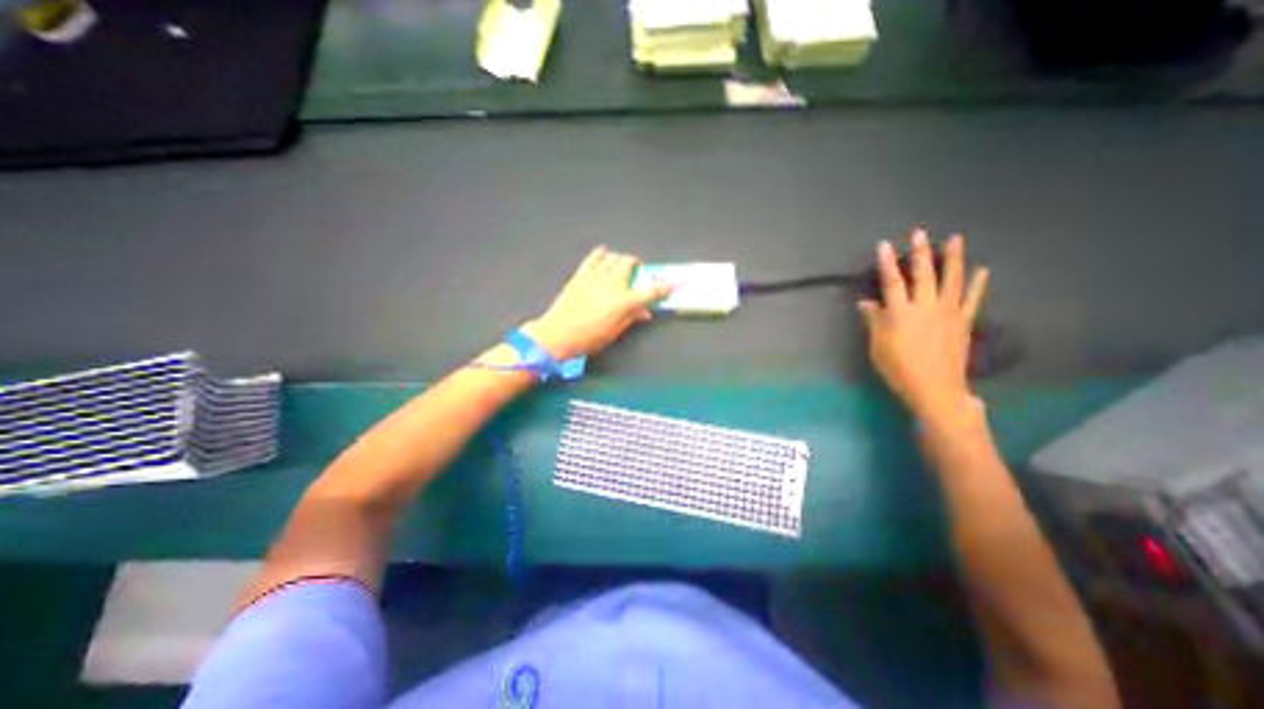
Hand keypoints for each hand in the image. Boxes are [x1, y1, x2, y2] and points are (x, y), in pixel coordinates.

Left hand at [521, 247, 671, 359]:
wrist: (558, 335)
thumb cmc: (589, 338)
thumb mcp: (615, 332)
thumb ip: (631, 318)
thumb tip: (645, 312)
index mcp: (623, 301)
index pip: (651, 291)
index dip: (667, 287)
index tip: (679, 282)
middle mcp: (611, 283)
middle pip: (629, 263)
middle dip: (637, 266)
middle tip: (637, 274)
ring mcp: (595, 276)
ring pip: (613, 257)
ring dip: (620, 260)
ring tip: (620, 269)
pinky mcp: (581, 274)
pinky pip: (594, 257)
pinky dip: (602, 254)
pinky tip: (604, 256)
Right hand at [860, 229, 985, 424]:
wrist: (934, 388)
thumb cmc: (898, 368)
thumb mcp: (878, 346)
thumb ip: (874, 321)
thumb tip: (866, 303)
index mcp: (900, 313)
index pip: (891, 282)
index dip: (886, 263)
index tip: (884, 245)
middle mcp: (925, 307)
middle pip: (923, 274)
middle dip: (920, 252)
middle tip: (920, 233)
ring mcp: (948, 312)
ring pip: (951, 279)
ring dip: (953, 258)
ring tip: (956, 239)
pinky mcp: (963, 321)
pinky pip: (971, 298)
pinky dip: (977, 283)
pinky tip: (981, 270)